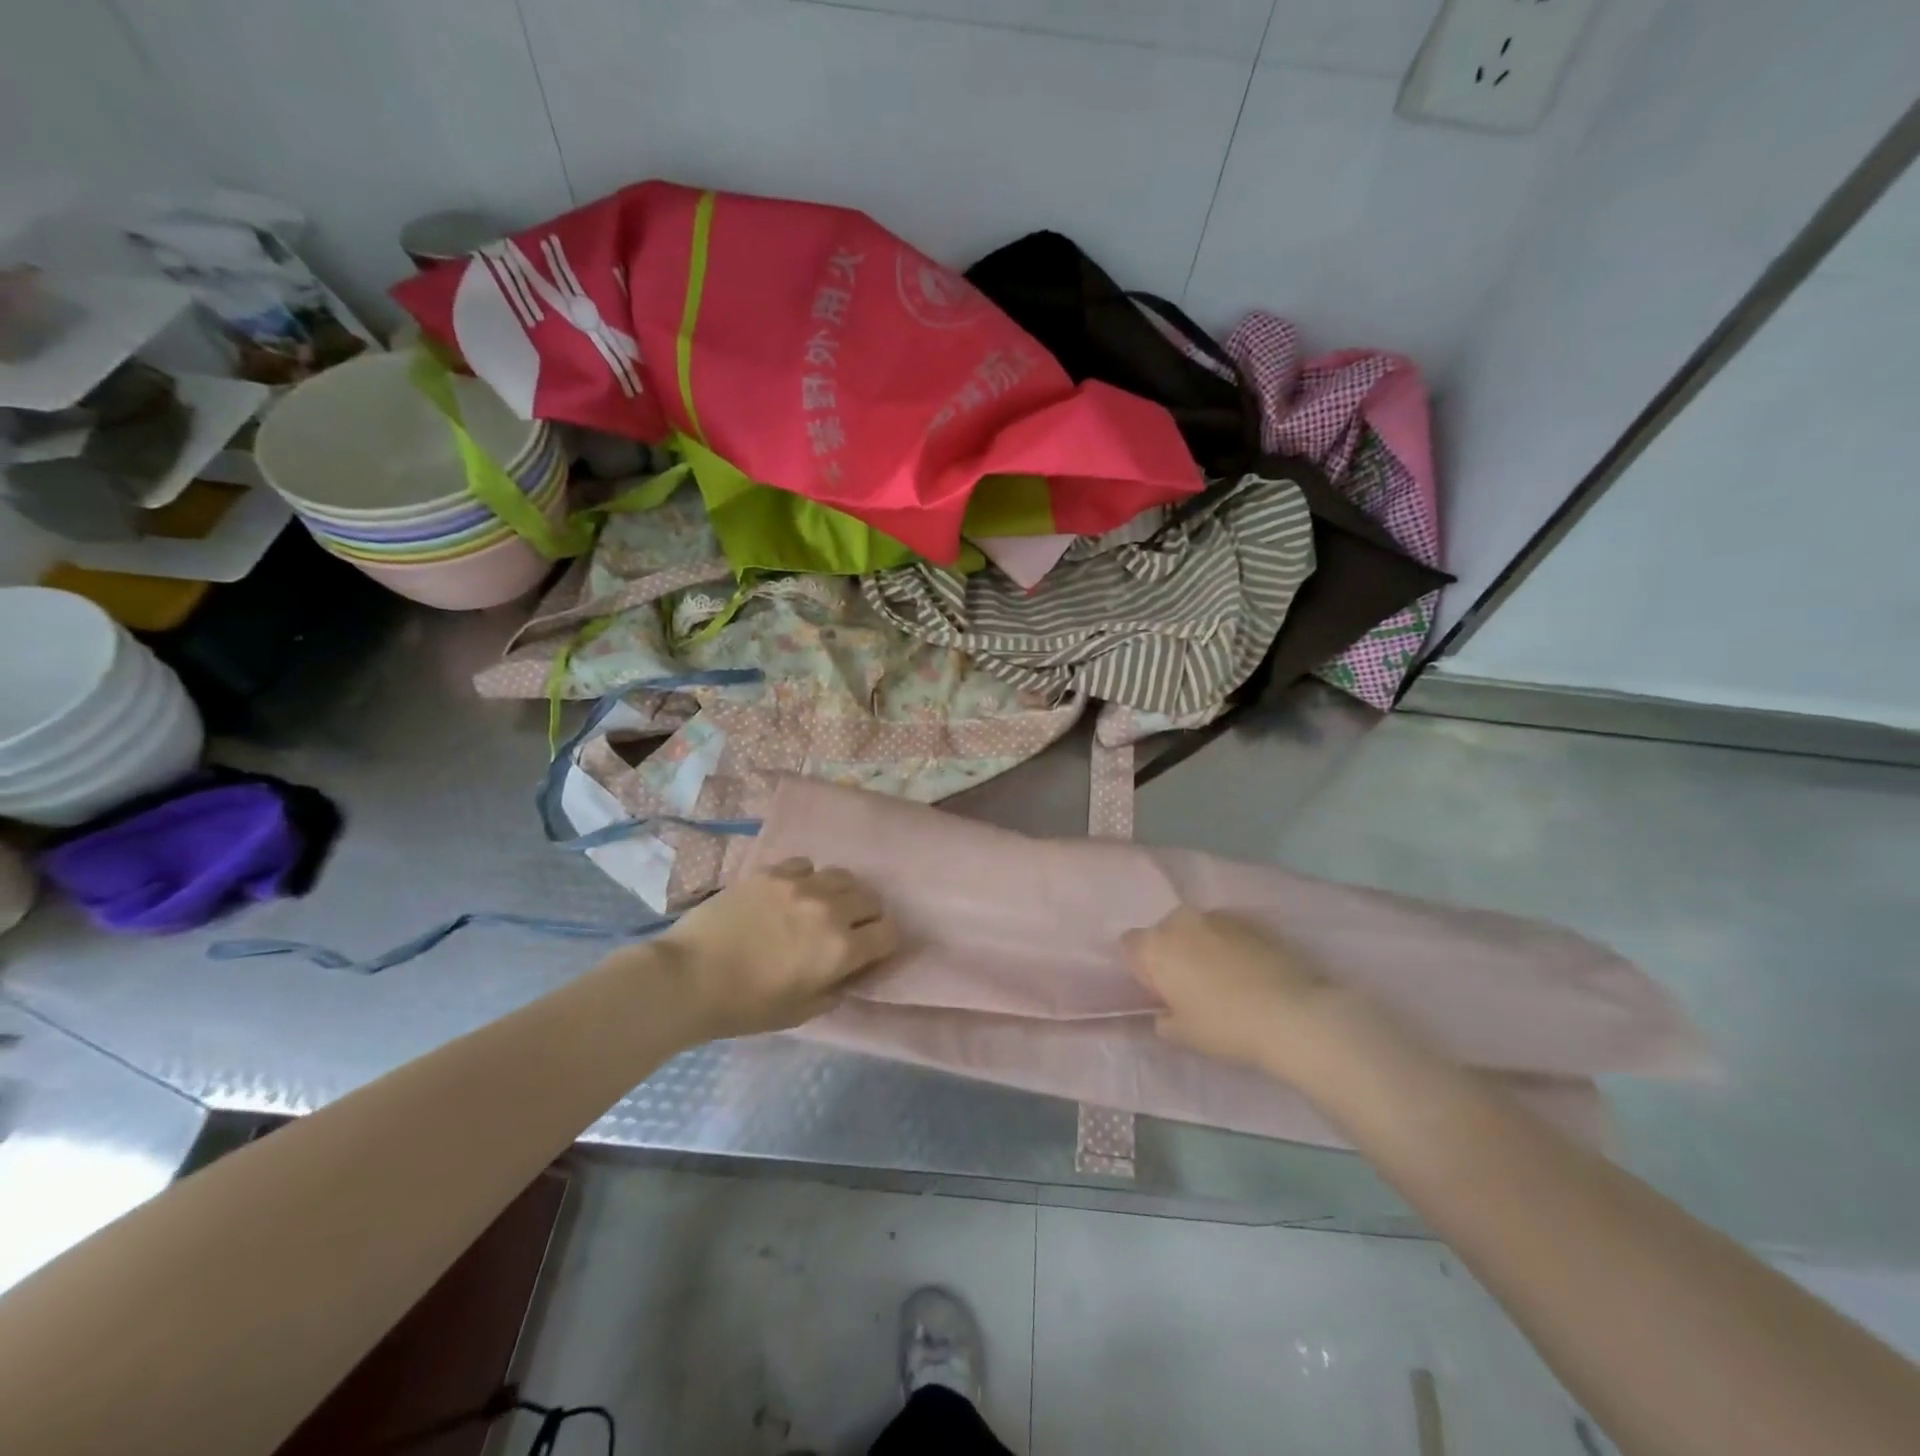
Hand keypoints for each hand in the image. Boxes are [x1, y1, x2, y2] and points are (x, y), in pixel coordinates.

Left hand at [654, 858, 897, 1039]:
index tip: (869, 951)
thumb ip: (834, 989)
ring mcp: (800, 885)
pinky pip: (806, 865)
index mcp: (841, 949)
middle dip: (866, 916)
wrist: (688, 977)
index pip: (889, 932)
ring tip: (822, 907)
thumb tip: (847, 973)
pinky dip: (807, 879)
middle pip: (871, 899)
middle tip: (847, 930)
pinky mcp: (772, 872)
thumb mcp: (800, 1013)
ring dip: (840, 893)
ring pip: (842, 876)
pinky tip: (791, 894)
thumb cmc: (745, 1006)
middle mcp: (830, 910)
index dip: (883, 943)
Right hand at [1122, 908, 1341, 1080]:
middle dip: (1171, 953)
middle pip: (1164, 932)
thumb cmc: (1226, 1027)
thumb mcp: (1182, 1035)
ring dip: (1201, 947)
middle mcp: (1181, 921)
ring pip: (1196, 929)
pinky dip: (1230, 945)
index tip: (1159, 992)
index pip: (1129, 945)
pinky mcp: (1251, 920)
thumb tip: (1164, 1013)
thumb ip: (1162, 1019)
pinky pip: (1227, 931)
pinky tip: (1249, 973)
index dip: (1142, 968)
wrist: (1293, 1015)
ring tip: (1224, 979)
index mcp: (1156, 946)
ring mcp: (1218, 916)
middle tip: (1190, 987)